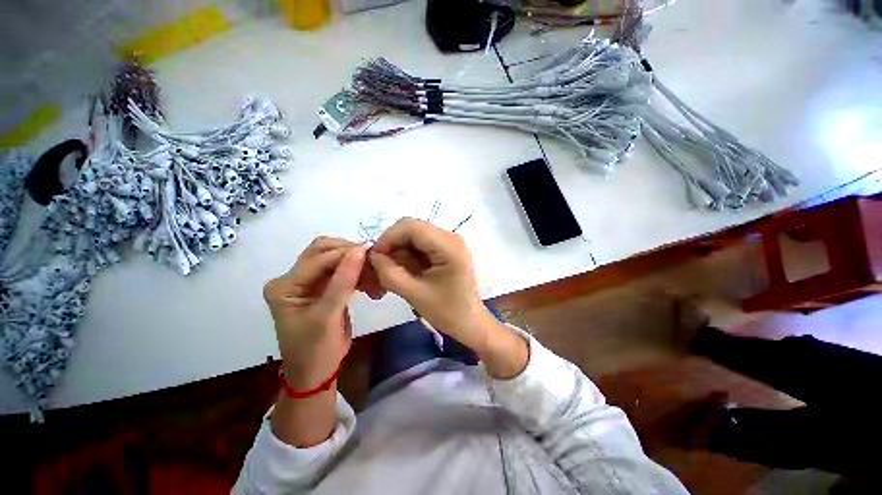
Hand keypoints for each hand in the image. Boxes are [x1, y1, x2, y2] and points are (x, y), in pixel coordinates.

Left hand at [263, 237, 369, 388]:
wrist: (316, 372)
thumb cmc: (315, 349)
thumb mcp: (328, 316)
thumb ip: (343, 282)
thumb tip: (360, 250)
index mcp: (285, 286)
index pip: (318, 259)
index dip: (346, 253)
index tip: (372, 253)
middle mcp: (293, 279)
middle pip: (323, 251)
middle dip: (349, 253)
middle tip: (373, 260)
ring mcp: (308, 282)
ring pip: (334, 259)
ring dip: (356, 263)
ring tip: (374, 274)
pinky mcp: (323, 287)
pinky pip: (342, 272)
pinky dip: (357, 274)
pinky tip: (370, 282)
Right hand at [368, 218, 494, 349]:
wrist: (469, 322)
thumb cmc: (447, 312)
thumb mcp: (414, 294)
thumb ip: (389, 273)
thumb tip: (372, 255)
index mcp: (449, 246)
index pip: (411, 227)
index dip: (388, 237)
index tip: (374, 257)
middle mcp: (451, 237)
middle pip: (412, 228)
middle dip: (392, 244)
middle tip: (379, 266)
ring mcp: (449, 242)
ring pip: (414, 236)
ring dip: (398, 251)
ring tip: (390, 272)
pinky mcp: (446, 249)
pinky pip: (420, 244)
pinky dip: (407, 255)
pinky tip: (403, 271)